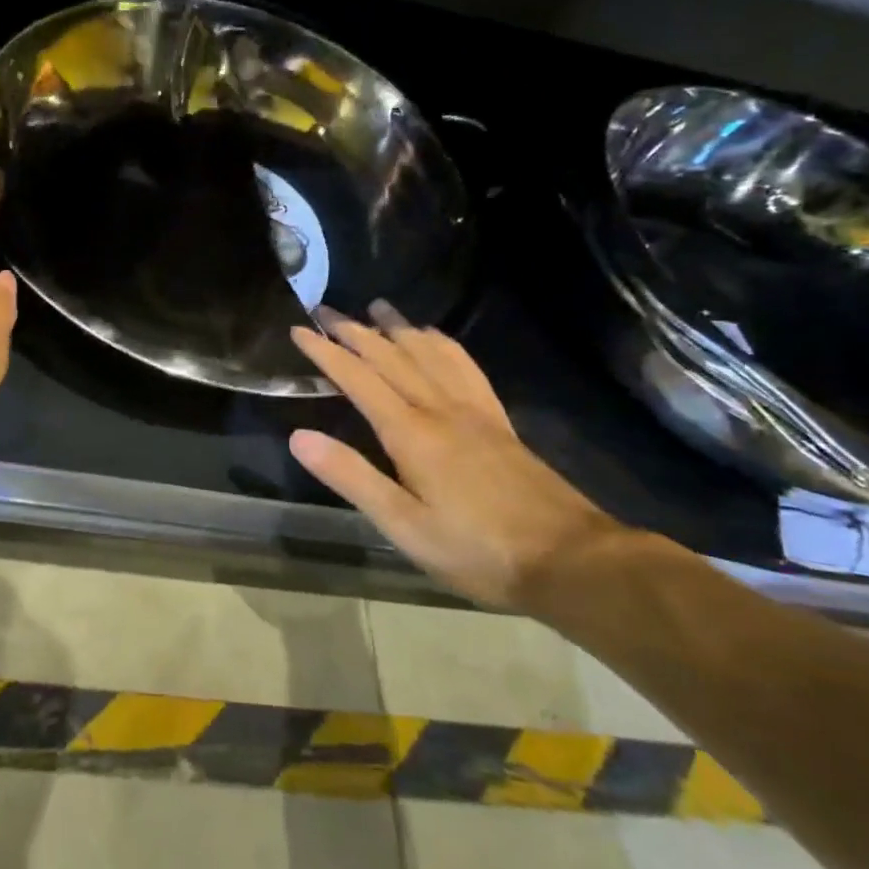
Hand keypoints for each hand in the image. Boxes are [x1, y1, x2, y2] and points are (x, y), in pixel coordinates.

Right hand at [288, 303, 628, 608]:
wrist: (570, 561)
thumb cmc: (477, 551)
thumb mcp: (404, 526)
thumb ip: (351, 477)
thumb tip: (298, 436)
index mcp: (412, 433)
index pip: (359, 379)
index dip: (327, 353)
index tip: (299, 330)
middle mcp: (440, 409)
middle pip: (392, 357)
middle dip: (356, 331)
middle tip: (327, 309)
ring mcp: (474, 411)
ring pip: (430, 354)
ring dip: (399, 327)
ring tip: (378, 307)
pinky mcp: (498, 421)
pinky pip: (466, 368)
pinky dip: (444, 344)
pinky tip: (438, 340)